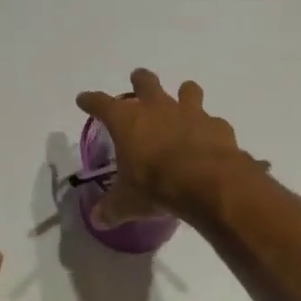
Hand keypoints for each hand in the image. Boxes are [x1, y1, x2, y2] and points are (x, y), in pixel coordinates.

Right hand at [75, 70, 253, 226]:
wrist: (207, 183)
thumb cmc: (156, 186)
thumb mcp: (128, 203)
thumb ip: (112, 208)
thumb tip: (97, 220)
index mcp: (127, 121)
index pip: (101, 103)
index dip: (91, 100)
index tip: (84, 99)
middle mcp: (157, 108)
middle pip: (145, 81)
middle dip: (140, 80)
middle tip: (137, 82)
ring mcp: (190, 112)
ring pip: (186, 90)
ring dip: (183, 94)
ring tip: (182, 102)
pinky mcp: (217, 125)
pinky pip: (213, 121)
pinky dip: (210, 128)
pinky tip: (209, 140)